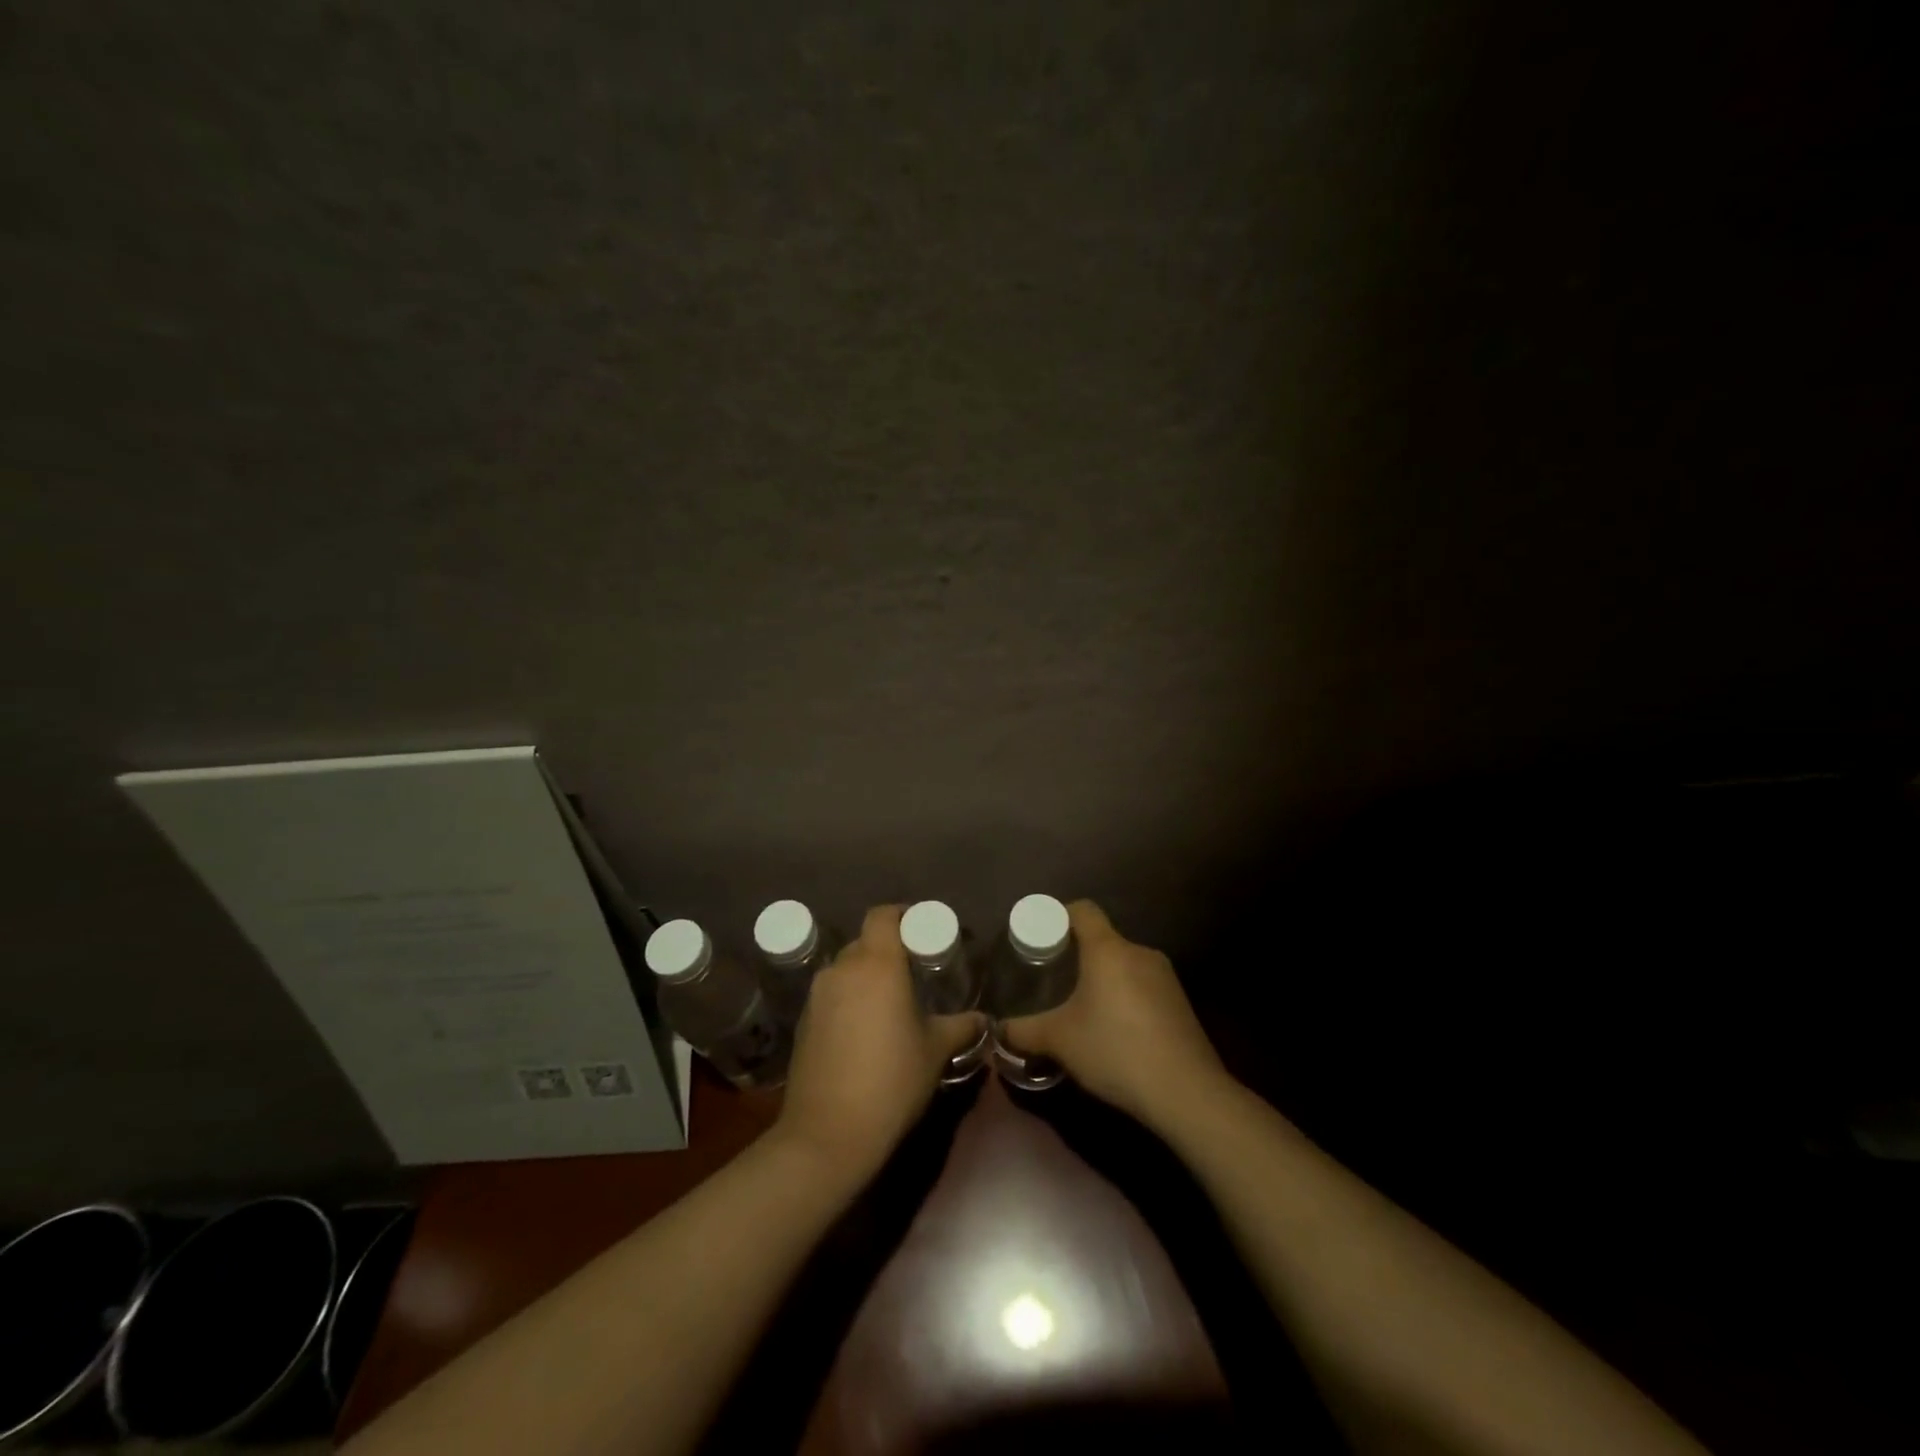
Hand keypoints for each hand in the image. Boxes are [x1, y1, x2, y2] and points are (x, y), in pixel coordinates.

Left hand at [773, 905, 984, 1182]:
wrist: (828, 1134)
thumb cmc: (892, 1081)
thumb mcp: (936, 1051)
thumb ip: (962, 1026)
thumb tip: (983, 1019)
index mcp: (877, 964)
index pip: (883, 915)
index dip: (902, 915)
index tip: (921, 930)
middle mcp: (842, 969)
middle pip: (864, 942)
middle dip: (888, 950)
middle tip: (913, 972)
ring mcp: (817, 995)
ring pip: (846, 969)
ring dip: (866, 977)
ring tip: (889, 1004)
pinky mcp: (803, 1021)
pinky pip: (831, 995)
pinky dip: (848, 1000)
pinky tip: (864, 1031)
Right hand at [1000, 900, 1229, 1133]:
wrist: (1186, 1091)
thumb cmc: (1115, 1050)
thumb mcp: (1060, 1041)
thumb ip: (1023, 1031)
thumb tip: (997, 1030)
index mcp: (1108, 949)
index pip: (1083, 910)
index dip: (1059, 916)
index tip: (1041, 938)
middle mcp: (1139, 952)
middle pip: (1103, 939)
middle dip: (1078, 956)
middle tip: (1054, 980)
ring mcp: (1165, 976)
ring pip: (1124, 965)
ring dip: (1104, 979)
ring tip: (1083, 1008)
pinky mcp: (1180, 1002)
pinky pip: (1143, 986)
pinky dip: (1126, 998)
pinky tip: (1116, 1031)